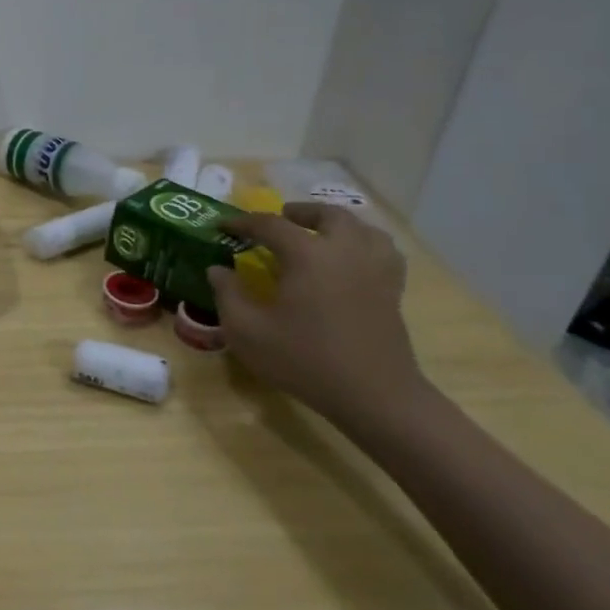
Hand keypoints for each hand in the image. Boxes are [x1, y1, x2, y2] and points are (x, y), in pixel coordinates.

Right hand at [206, 203, 429, 430]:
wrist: (374, 397)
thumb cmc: (305, 360)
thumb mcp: (247, 332)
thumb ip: (227, 294)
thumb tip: (217, 269)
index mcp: (307, 255)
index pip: (270, 224)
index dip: (242, 222)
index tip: (222, 226)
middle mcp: (345, 251)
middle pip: (327, 215)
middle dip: (300, 213)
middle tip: (279, 221)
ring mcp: (375, 269)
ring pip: (362, 228)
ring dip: (336, 224)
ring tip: (319, 234)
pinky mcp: (392, 290)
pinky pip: (383, 251)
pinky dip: (364, 244)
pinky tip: (351, 259)